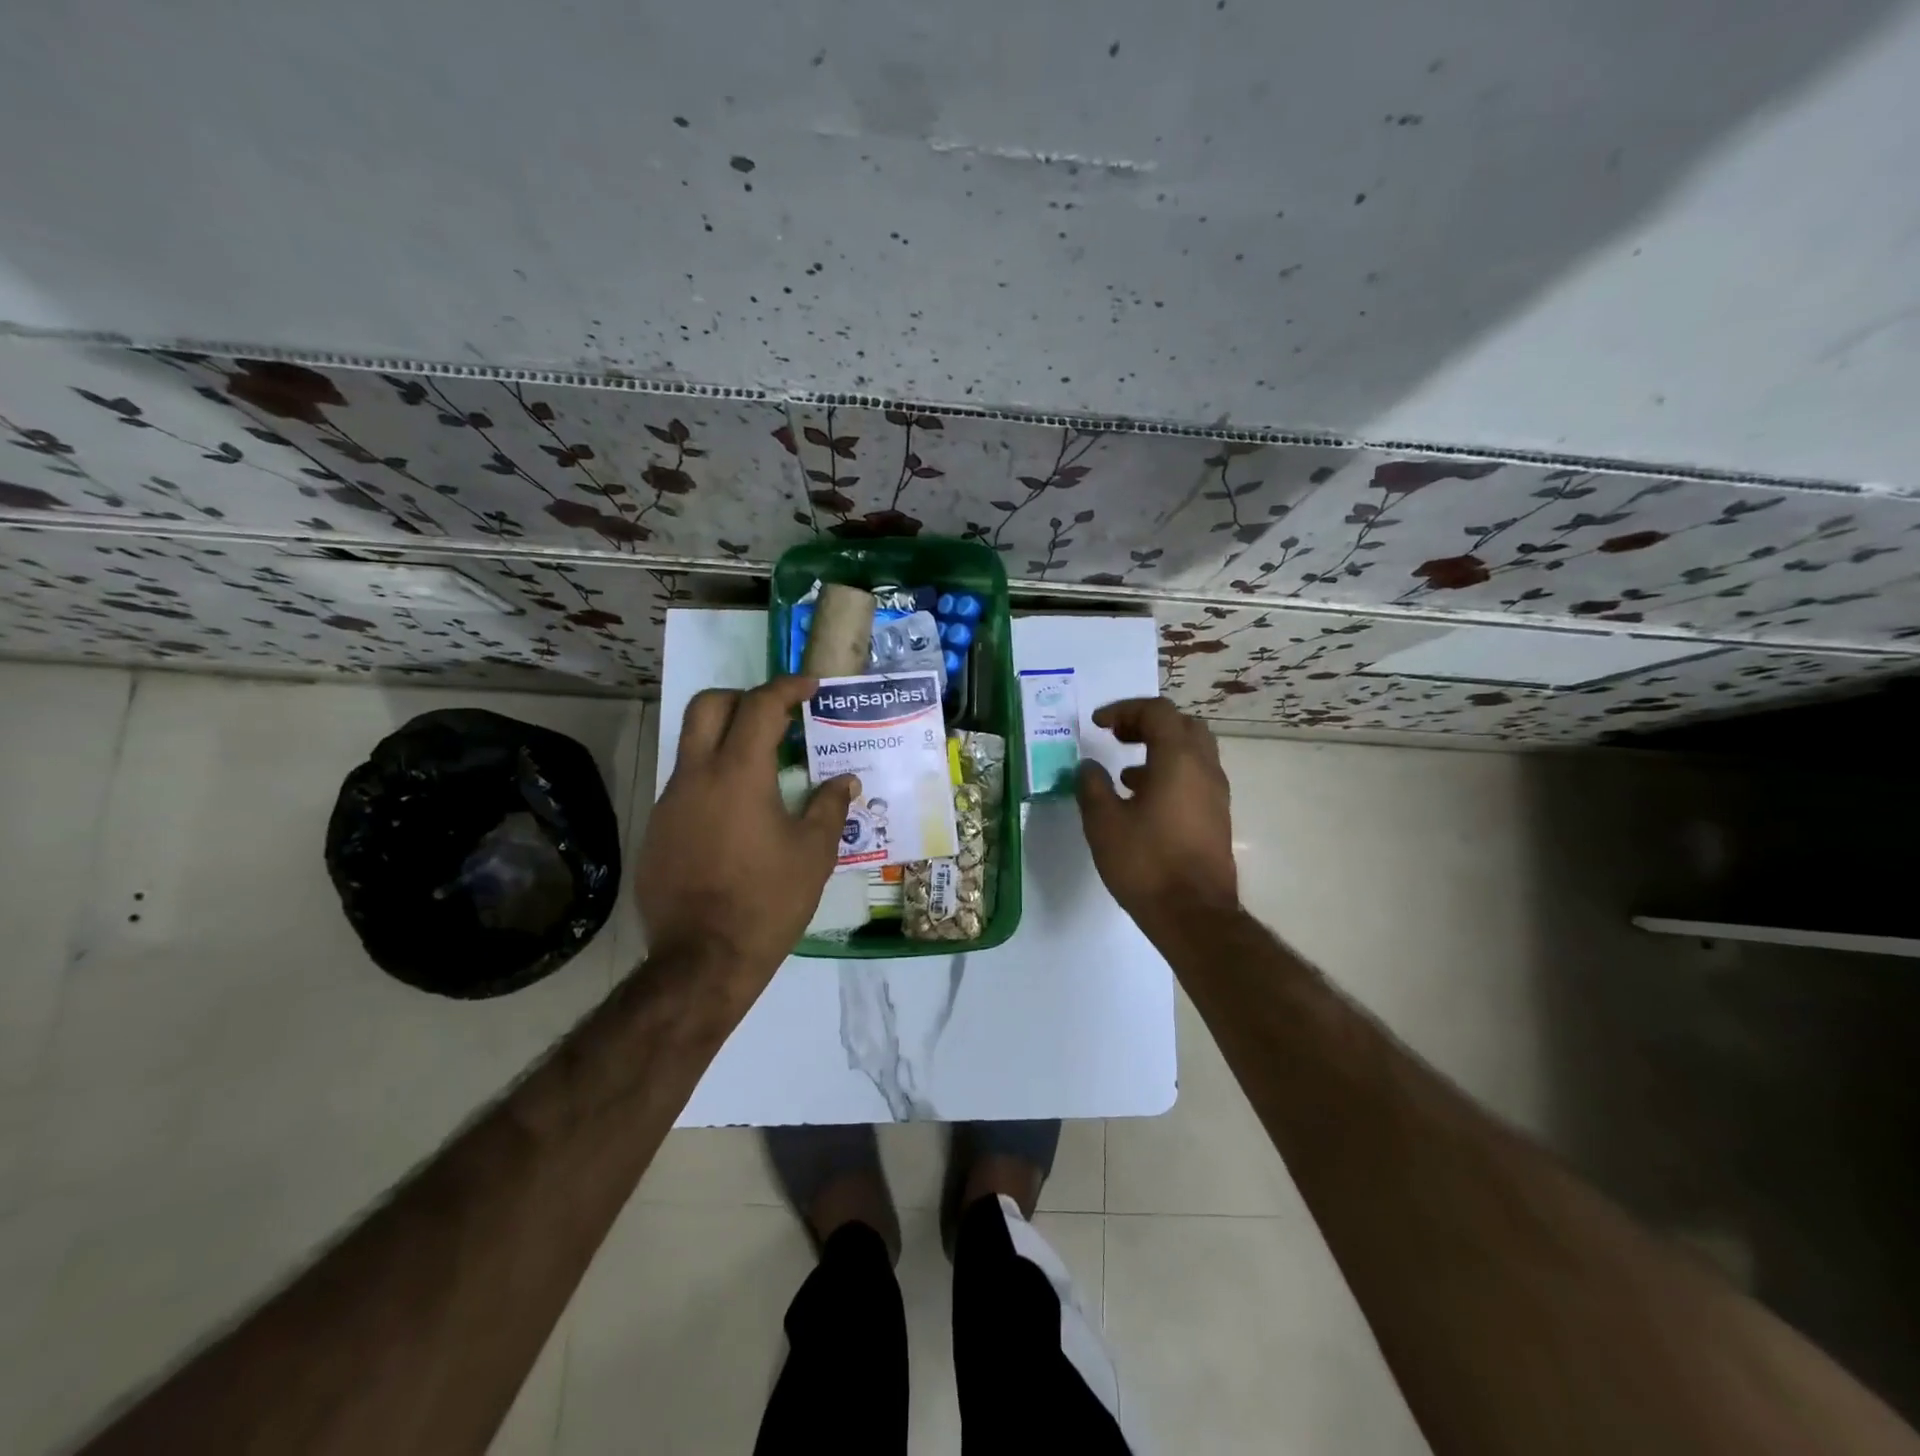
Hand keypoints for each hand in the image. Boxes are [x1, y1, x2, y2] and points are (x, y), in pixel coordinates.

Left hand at [636, 676, 857, 992]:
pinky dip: (712, 781)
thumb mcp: (814, 853)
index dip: (787, 687)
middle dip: (743, 698)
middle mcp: (696, 776)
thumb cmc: (768, 900)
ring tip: (762, 770)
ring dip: (725, 741)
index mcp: (739, 773)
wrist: (703, 959)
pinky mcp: (658, 830)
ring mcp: (670, 803)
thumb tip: (845, 781)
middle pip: (708, 706)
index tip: (810, 687)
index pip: (760, 705)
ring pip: (692, 746)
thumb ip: (829, 806)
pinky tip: (736, 817)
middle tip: (774, 716)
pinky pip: (685, 786)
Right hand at [1076, 696, 1238, 936]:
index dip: (1124, 710)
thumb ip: (1092, 786)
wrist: (1194, 915)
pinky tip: (1143, 801)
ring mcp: (1216, 794)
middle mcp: (1204, 768)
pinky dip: (1170, 773)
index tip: (1097, 725)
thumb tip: (1088, 766)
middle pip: (1182, 725)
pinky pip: (1195, 777)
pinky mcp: (1217, 817)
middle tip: (1117, 737)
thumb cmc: (1146, 863)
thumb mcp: (1104, 822)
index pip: (1157, 711)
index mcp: (1178, 759)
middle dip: (1147, 723)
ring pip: (1193, 752)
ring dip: (1160, 749)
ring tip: (1125, 772)